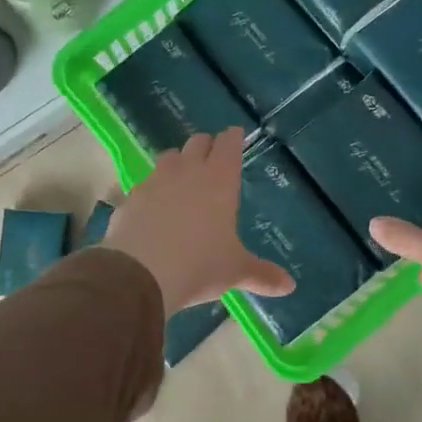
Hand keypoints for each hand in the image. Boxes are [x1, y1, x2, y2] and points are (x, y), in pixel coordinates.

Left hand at [102, 129, 294, 315]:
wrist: (139, 273)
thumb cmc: (199, 265)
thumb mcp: (235, 271)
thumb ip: (262, 275)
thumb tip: (290, 286)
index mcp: (219, 181)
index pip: (228, 145)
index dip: (233, 138)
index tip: (235, 134)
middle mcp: (187, 172)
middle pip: (197, 142)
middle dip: (206, 145)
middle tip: (212, 155)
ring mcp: (155, 181)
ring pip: (168, 157)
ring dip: (177, 161)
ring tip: (182, 176)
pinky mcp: (131, 198)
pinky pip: (145, 184)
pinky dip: (152, 189)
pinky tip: (153, 206)